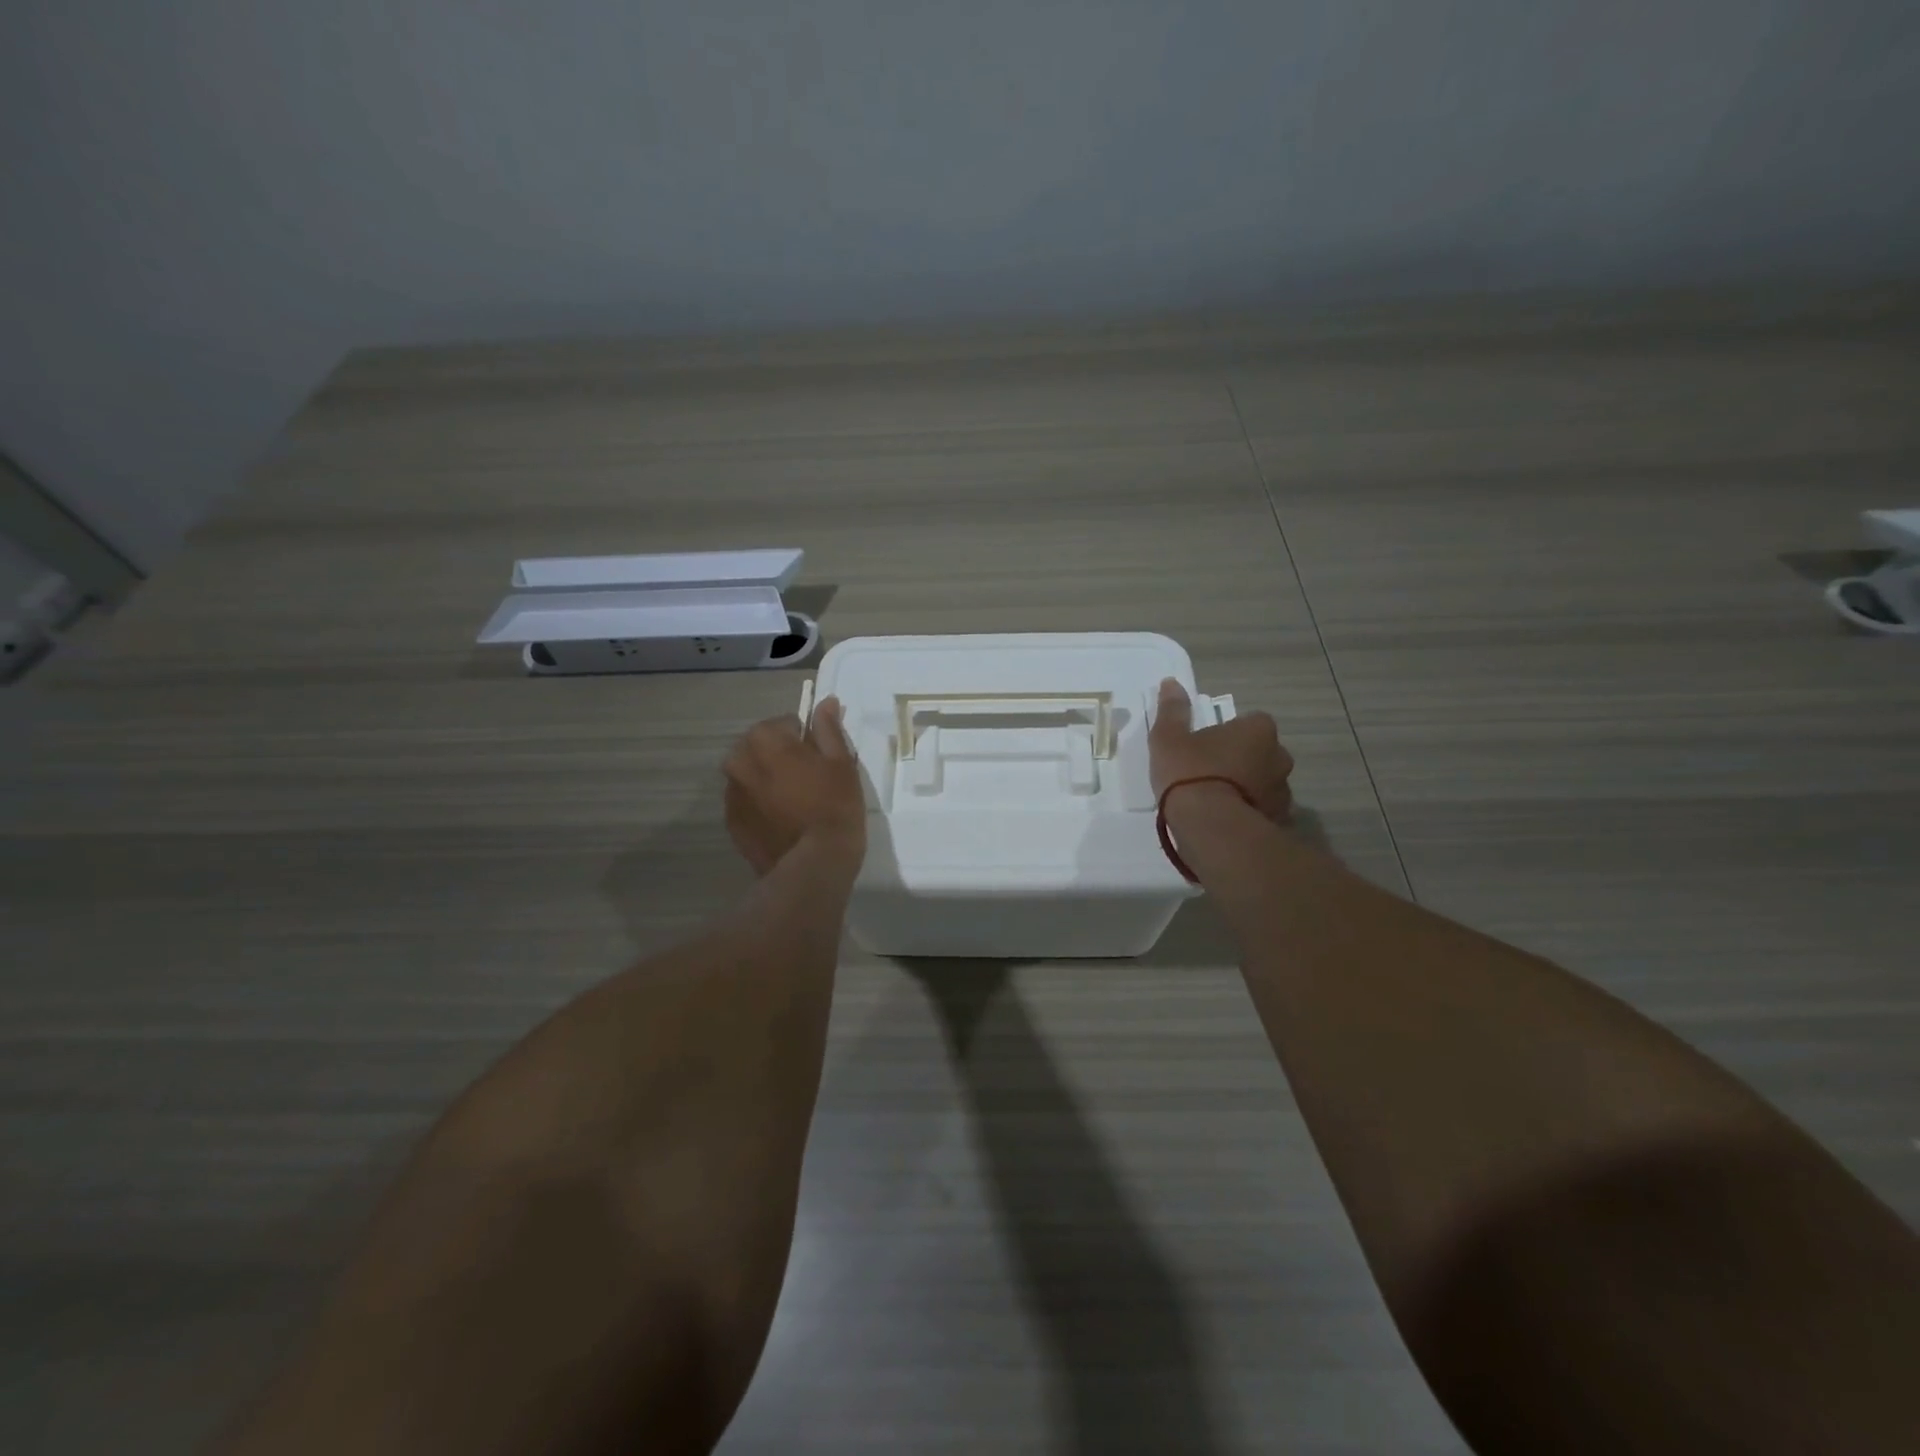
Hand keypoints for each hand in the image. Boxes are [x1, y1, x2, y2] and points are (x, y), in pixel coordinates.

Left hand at [723, 697, 866, 874]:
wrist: (813, 865)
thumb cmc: (833, 806)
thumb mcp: (841, 762)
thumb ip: (828, 729)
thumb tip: (825, 702)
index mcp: (764, 739)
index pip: (786, 723)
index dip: (806, 740)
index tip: (820, 760)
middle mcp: (738, 760)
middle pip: (763, 747)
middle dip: (781, 756)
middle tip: (810, 781)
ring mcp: (730, 793)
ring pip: (752, 774)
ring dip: (769, 780)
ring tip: (797, 804)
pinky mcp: (730, 822)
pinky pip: (747, 801)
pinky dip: (761, 804)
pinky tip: (784, 821)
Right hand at [1148, 678, 1293, 821]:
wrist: (1211, 827)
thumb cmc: (1190, 772)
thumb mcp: (1169, 738)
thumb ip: (1172, 710)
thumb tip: (1171, 683)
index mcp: (1258, 730)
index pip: (1250, 722)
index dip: (1228, 733)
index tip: (1206, 746)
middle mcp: (1279, 756)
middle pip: (1260, 753)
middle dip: (1241, 760)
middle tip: (1209, 773)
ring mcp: (1283, 792)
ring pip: (1263, 783)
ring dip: (1246, 788)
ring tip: (1215, 802)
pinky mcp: (1278, 821)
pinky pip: (1262, 810)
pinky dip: (1248, 813)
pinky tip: (1224, 822)